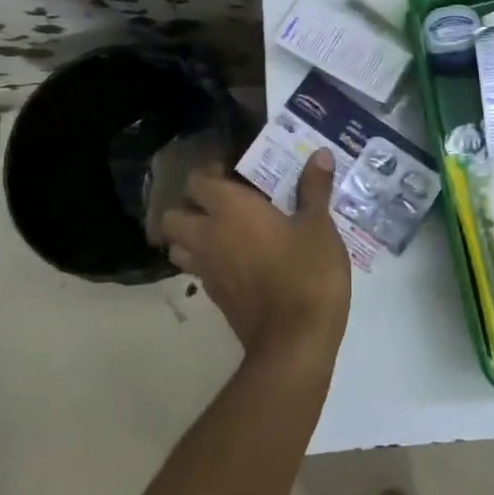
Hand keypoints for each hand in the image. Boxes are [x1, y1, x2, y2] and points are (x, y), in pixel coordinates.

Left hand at [160, 151, 351, 361]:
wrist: (294, 340)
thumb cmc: (307, 272)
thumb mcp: (319, 225)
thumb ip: (315, 188)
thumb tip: (321, 154)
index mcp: (230, 209)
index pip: (197, 181)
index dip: (209, 173)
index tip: (233, 171)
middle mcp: (208, 236)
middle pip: (173, 216)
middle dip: (189, 206)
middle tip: (221, 203)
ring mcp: (207, 271)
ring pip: (178, 247)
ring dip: (192, 236)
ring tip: (223, 231)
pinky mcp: (215, 298)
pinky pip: (198, 271)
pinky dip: (208, 262)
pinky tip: (239, 260)